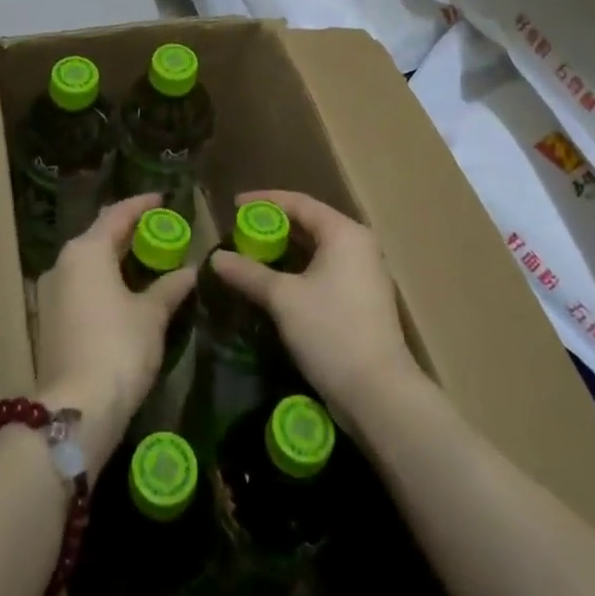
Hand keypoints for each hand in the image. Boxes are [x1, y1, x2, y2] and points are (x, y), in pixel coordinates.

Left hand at [35, 194, 197, 471]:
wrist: (76, 410)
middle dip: (129, 231)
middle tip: (160, 231)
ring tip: (147, 259)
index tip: (163, 200)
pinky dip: (104, 280)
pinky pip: (82, 284)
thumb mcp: (152, 315)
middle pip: (100, 235)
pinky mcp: (51, 319)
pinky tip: (126, 291)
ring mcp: (52, 292)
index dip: (142, 205)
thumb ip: (170, 287)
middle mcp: (64, 263)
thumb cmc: (119, 348)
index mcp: (87, 250)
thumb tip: (190, 271)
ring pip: (89, 262)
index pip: (117, 214)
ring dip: (116, 257)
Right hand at [209, 191, 420, 434]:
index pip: (299, 203)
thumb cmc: (331, 331)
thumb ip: (248, 273)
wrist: (379, 393)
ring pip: (318, 249)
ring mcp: (365, 273)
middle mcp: (359, 245)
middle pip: (310, 223)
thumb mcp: (283, 299)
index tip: (234, 206)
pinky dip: (300, 269)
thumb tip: (215, 258)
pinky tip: (277, 283)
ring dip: (286, 250)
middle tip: (241, 231)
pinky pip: (326, 269)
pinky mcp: (364, 299)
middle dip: (274, 226)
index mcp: (344, 233)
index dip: (264, 202)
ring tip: (254, 255)